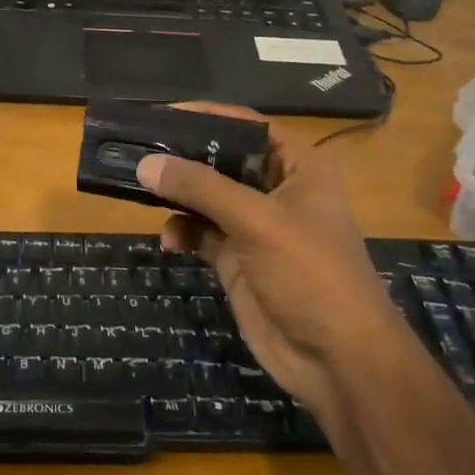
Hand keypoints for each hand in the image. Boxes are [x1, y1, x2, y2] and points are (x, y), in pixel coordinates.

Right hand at [140, 108, 394, 420]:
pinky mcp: (237, 258)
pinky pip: (200, 232)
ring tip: (142, 193)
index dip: (207, 116)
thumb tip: (146, 163)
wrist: (337, 361)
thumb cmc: (311, 274)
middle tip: (137, 150)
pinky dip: (182, 232)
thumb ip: (200, 189)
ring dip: (177, 197)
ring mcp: (255, 226)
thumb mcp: (257, 222)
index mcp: (298, 166)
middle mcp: (276, 189)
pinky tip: (170, 242)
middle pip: (221, 159)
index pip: (247, 125)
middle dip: (182, 158)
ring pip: (205, 197)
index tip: (160, 114)